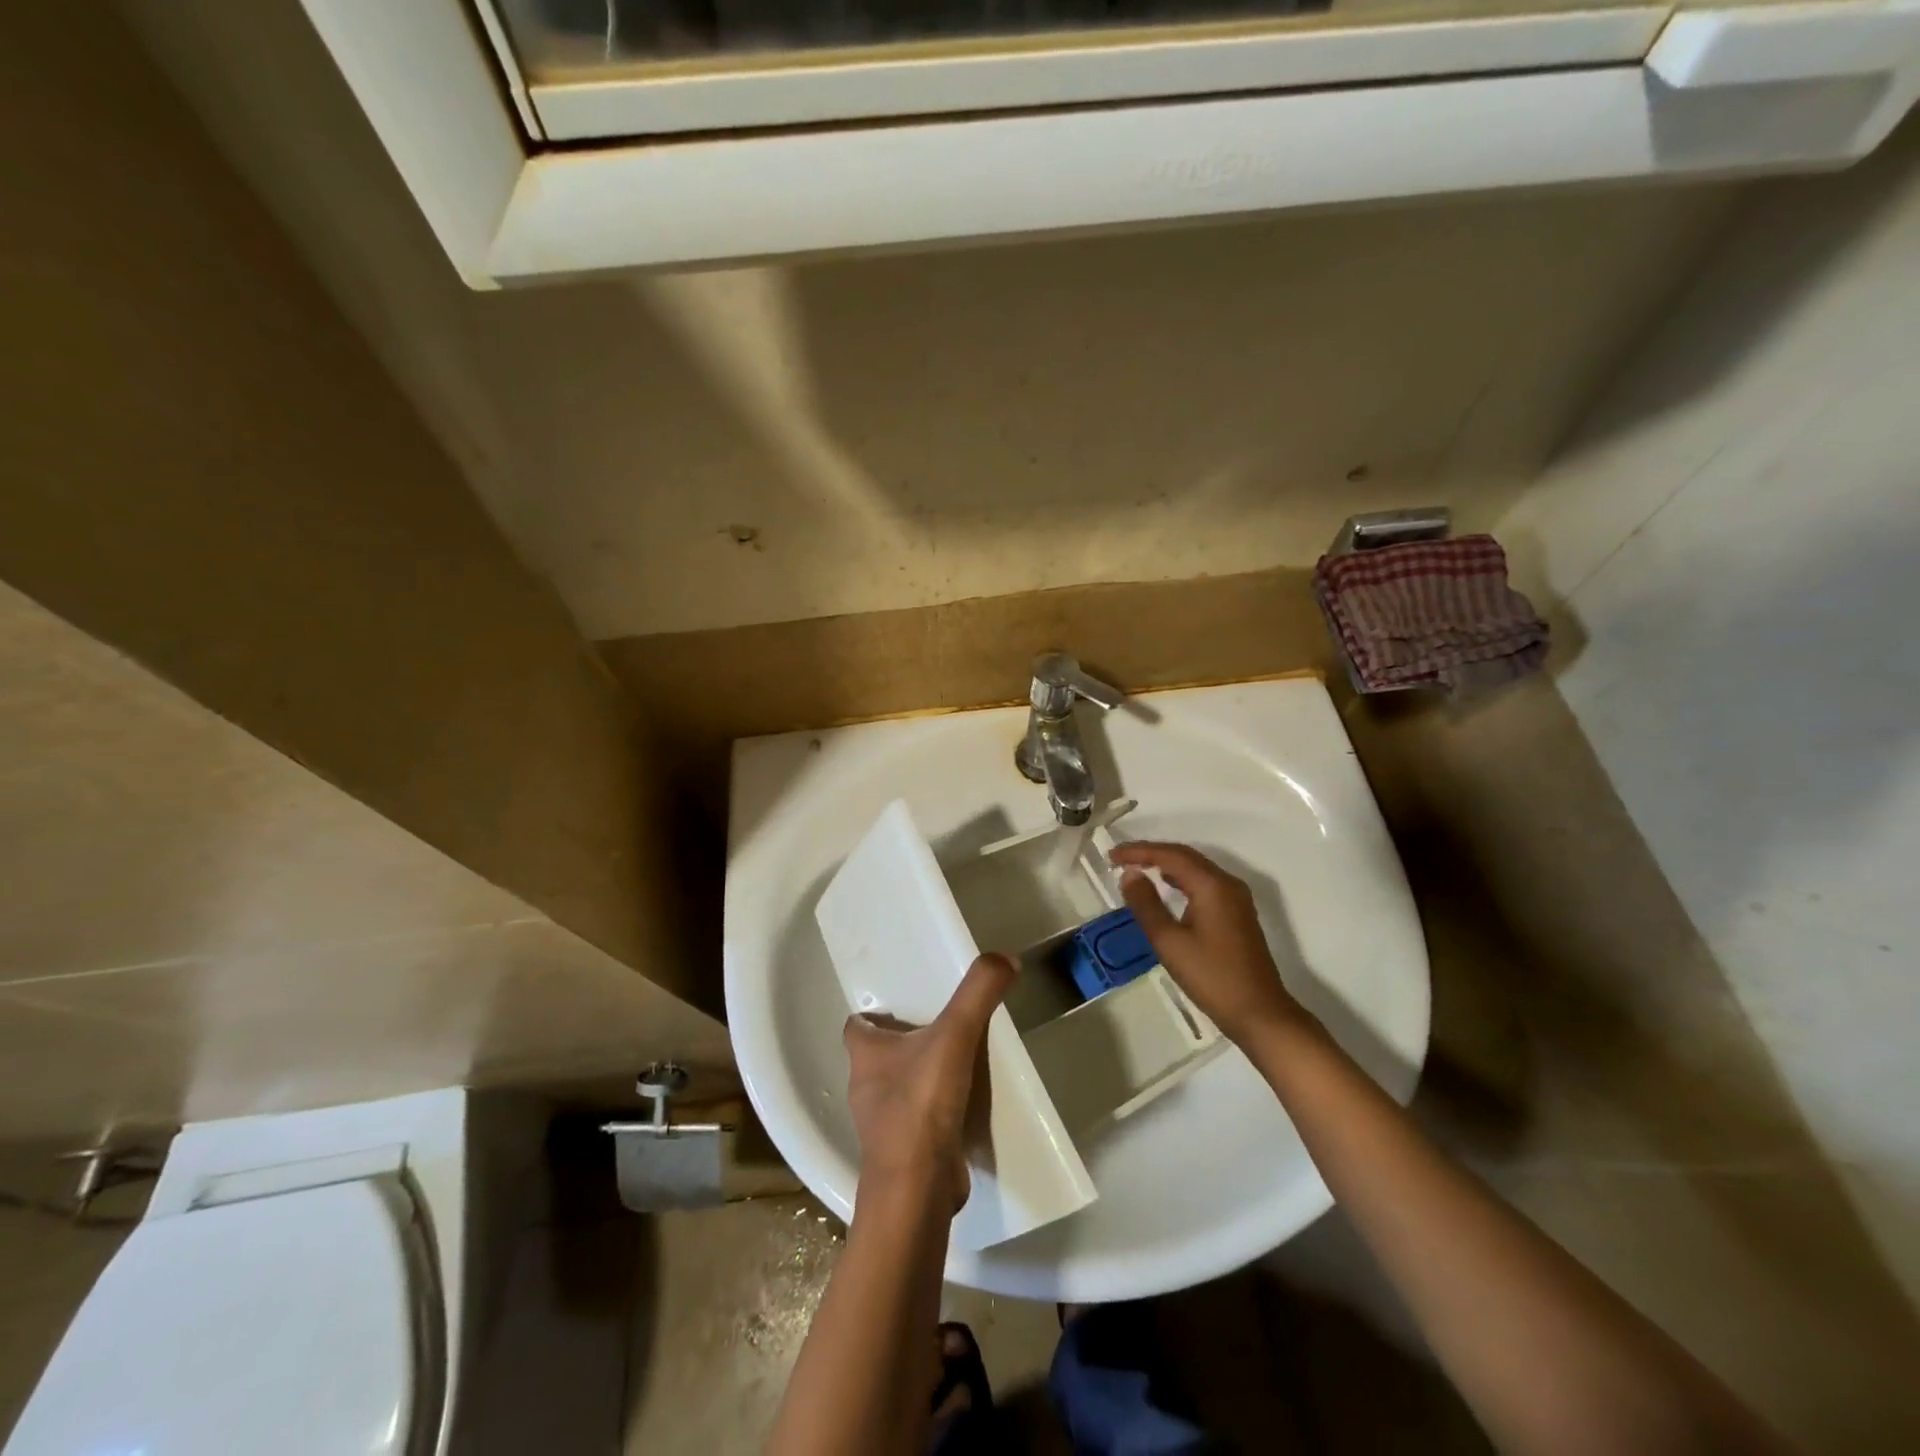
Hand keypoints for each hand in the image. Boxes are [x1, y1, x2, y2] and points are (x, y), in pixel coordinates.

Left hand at [844, 953, 1015, 1212]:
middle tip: (941, 1027)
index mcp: (865, 1055)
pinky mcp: (903, 1153)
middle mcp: (865, 1087)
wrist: (918, 1189)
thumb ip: (978, 992)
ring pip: (898, 1090)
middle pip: (879, 1057)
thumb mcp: (954, 1035)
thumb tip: (1004, 958)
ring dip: (920, 1079)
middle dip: (905, 1044)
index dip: (874, 1014)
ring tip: (958, 1063)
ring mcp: (882, 1125)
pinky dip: (934, 1114)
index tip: (902, 1005)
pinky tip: (963, 1106)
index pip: (857, 1026)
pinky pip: (917, 1122)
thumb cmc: (921, 1104)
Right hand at [1111, 841, 1309, 1045]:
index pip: (1171, 856)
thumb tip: (1130, 875)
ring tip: (1137, 869)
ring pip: (1196, 869)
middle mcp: (1227, 884)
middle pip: (1185, 856)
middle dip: (1152, 854)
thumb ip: (1146, 904)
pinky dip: (1181, 879)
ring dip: (1166, 865)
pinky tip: (1166, 889)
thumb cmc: (1211, 977)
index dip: (1139, 851)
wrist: (1259, 1013)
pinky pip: (1205, 883)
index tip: (1112, 856)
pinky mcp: (1238, 913)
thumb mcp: (1169, 942)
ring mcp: (1236, 898)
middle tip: (1120, 859)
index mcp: (1212, 886)